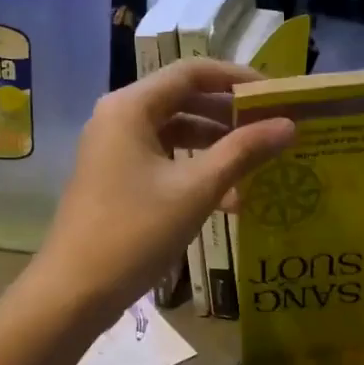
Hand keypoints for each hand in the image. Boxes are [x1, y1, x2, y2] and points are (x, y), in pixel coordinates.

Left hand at [37, 59, 294, 319]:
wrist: (74, 292)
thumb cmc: (135, 232)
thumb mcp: (196, 190)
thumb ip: (243, 152)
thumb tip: (289, 125)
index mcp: (131, 107)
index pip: (191, 72)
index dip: (236, 78)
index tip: (275, 95)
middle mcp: (118, 118)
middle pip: (183, 100)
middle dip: (230, 115)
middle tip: (273, 127)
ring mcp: (114, 150)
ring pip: (175, 133)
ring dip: (216, 147)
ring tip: (259, 165)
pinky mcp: (116, 178)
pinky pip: (163, 160)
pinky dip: (195, 171)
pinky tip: (230, 199)